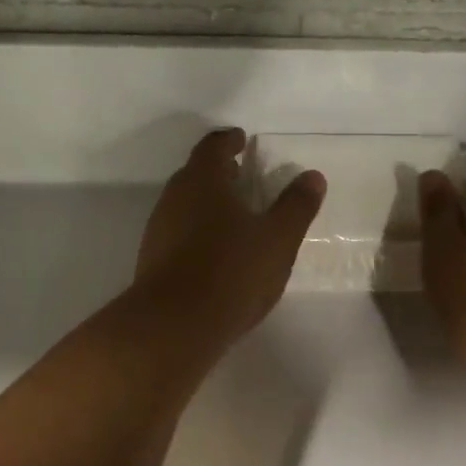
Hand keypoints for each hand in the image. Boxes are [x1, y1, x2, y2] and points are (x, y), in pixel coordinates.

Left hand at [130, 128, 325, 354]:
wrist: (174, 326)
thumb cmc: (231, 271)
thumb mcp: (278, 239)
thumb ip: (296, 206)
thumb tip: (312, 176)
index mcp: (203, 181)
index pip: (213, 146)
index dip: (229, 140)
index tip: (242, 139)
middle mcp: (174, 198)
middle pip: (195, 174)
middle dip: (218, 172)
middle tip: (241, 174)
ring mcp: (159, 230)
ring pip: (185, 204)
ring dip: (207, 203)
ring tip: (233, 214)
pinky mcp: (153, 260)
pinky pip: (178, 233)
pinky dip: (197, 231)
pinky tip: (216, 251)